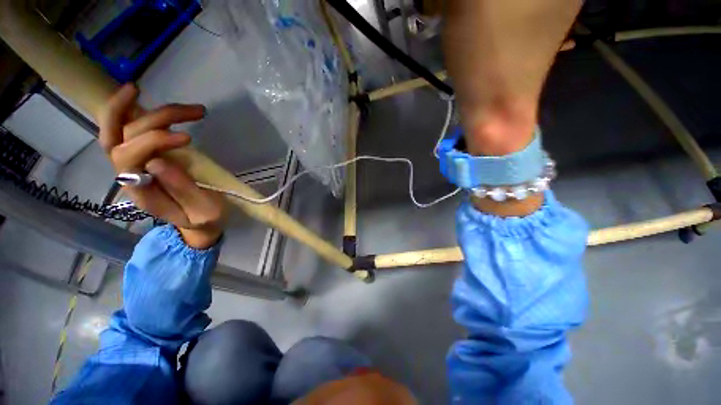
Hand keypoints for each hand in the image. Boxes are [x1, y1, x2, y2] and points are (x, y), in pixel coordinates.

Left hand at [99, 84, 225, 248]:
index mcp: (141, 190)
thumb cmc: (202, 218)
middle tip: (196, 113)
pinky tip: (139, 95)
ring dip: (145, 108)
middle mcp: (127, 172)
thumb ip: (183, 191)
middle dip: (157, 119)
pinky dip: (126, 108)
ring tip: (177, 101)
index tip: (189, 139)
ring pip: (118, 127)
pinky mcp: (140, 153)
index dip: (155, 141)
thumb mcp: (202, 211)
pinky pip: (121, 127)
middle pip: (123, 135)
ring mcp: (131, 161)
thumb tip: (158, 161)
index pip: (130, 157)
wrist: (196, 220)